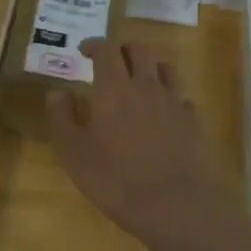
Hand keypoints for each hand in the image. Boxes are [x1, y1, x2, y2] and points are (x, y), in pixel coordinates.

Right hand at [45, 39, 234, 250]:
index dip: (94, 45)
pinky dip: (168, 96)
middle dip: (123, 49)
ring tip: (137, 81)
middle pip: (139, 50)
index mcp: (113, 88)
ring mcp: (174, 102)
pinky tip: (162, 113)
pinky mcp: (194, 122)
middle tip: (110, 61)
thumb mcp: (73, 153)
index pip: (106, 50)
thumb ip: (62, 118)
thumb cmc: (115, 179)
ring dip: (149, 67)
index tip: (84, 51)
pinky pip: (181, 96)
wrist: (175, 205)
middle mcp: (146, 86)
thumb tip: (57, 92)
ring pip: (165, 68)